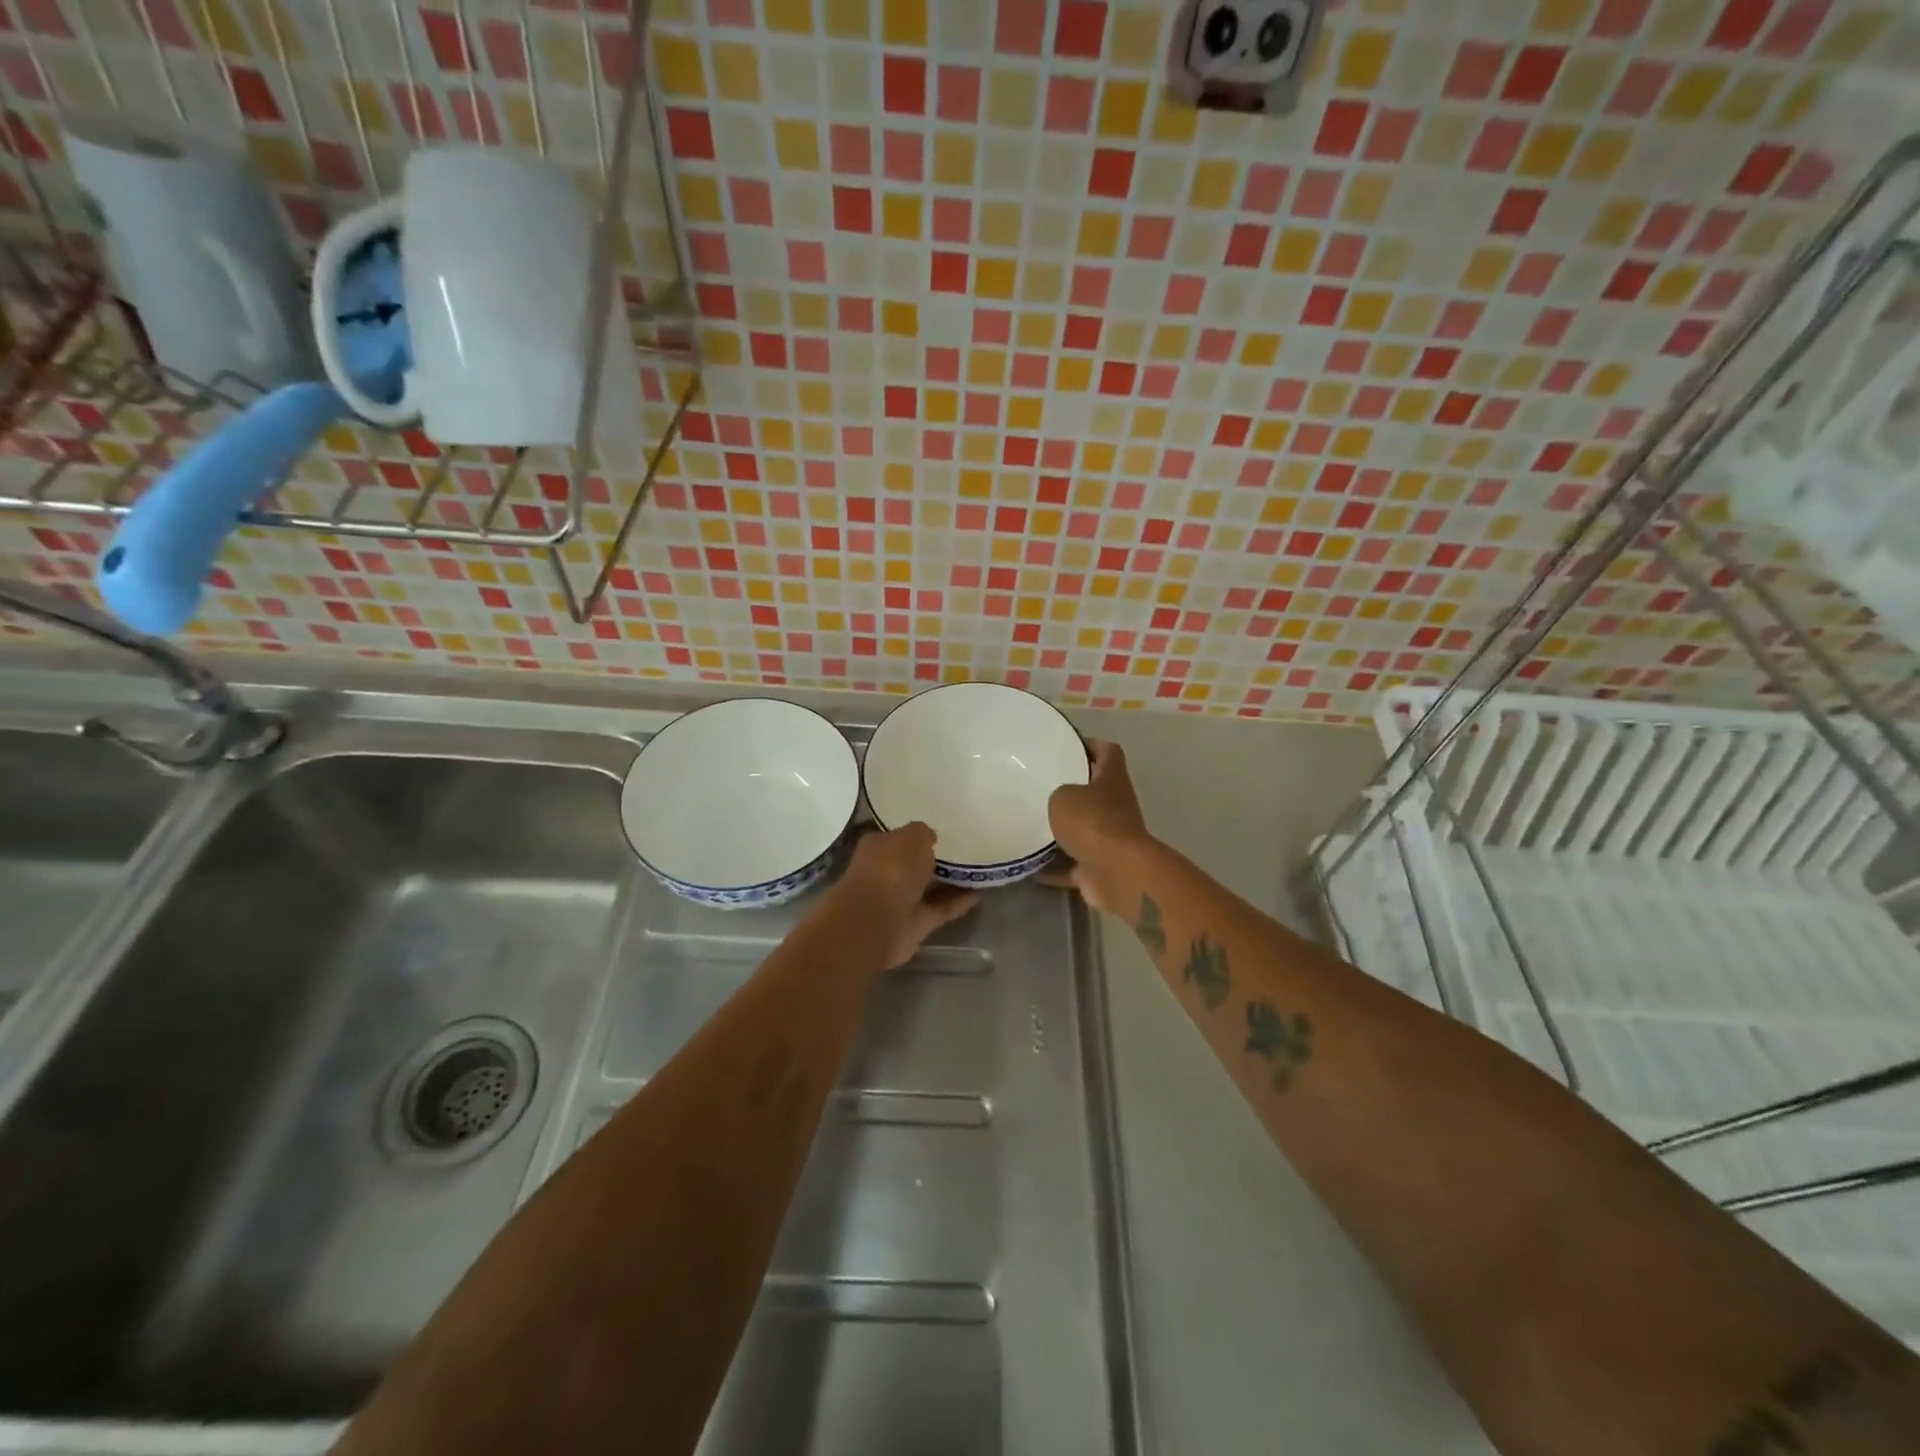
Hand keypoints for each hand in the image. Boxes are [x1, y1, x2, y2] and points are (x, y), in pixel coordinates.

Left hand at [835, 822, 978, 968]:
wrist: (876, 922)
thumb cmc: (890, 869)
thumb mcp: (912, 837)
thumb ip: (923, 834)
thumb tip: (930, 838)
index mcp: (877, 847)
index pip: (897, 837)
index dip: (916, 834)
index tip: (941, 830)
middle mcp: (885, 873)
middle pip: (912, 863)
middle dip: (932, 858)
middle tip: (964, 848)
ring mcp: (899, 900)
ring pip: (927, 887)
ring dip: (949, 881)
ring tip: (977, 869)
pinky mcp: (915, 924)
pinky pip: (940, 909)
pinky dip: (957, 903)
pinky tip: (980, 894)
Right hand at [1043, 740, 1153, 915]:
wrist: (1117, 873)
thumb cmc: (1092, 823)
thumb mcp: (1063, 796)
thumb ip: (1058, 793)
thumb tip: (1057, 802)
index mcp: (1112, 780)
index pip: (1108, 752)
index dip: (1091, 745)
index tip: (1066, 746)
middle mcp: (1115, 807)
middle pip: (1094, 792)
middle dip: (1070, 790)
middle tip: (1038, 786)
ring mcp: (1110, 839)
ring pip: (1084, 829)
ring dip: (1062, 830)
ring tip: (1030, 824)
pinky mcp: (1099, 868)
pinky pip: (1072, 865)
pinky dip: (1054, 867)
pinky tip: (1030, 866)